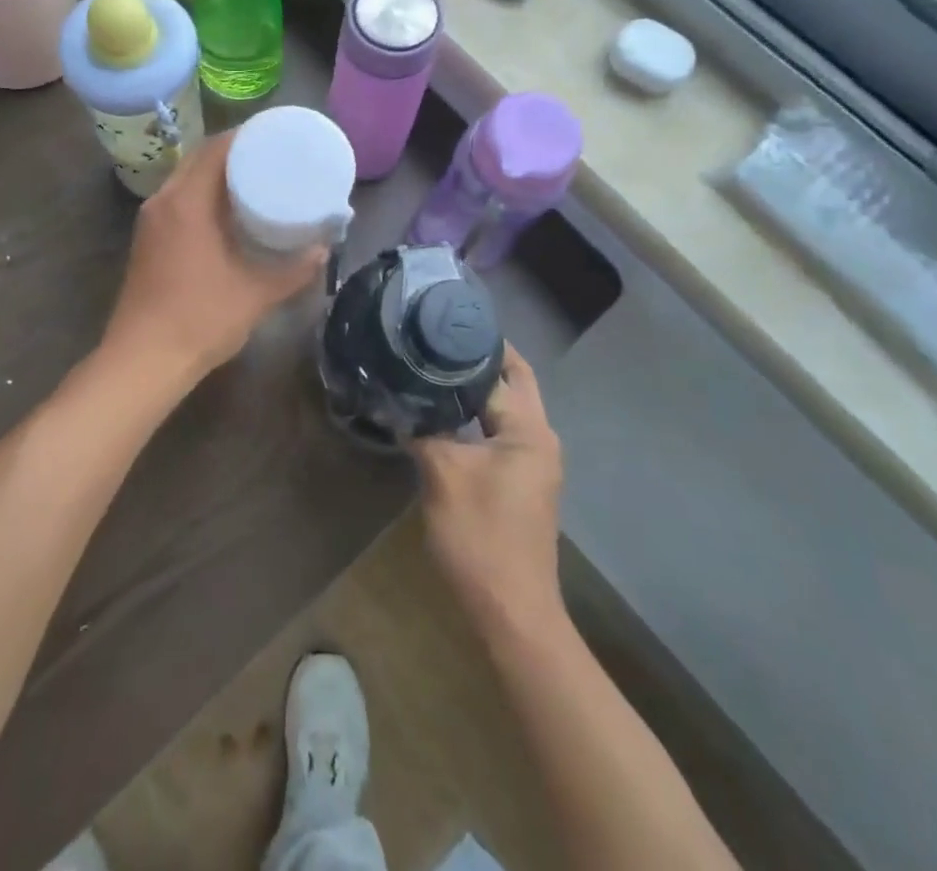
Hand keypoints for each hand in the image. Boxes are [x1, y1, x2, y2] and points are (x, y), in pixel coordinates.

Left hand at [101, 130, 325, 391]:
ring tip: (256, 176)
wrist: (143, 360)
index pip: (215, 148)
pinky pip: (178, 199)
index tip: (277, 133)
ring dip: (216, 171)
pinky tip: (228, 210)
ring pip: (186, 178)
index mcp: (187, 202)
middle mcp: (164, 201)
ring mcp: (151, 221)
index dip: (246, 135)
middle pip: (199, 158)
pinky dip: (203, 192)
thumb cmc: (200, 319)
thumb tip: (324, 249)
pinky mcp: (148, 240)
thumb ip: (294, 269)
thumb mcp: (256, 293)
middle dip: (234, 150)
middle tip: (273, 153)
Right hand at [413, 345, 565, 639]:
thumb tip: (396, 399)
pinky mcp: (522, 480)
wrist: (511, 612)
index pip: (501, 370)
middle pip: (513, 382)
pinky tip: (444, 413)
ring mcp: (534, 461)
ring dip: (477, 388)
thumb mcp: (442, 475)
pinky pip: (501, 431)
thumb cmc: (480, 537)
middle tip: (438, 340)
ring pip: (506, 408)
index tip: (438, 323)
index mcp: (529, 430)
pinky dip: (477, 415)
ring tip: (434, 369)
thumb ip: (422, 430)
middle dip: (481, 359)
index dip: (472, 346)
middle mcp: (540, 438)